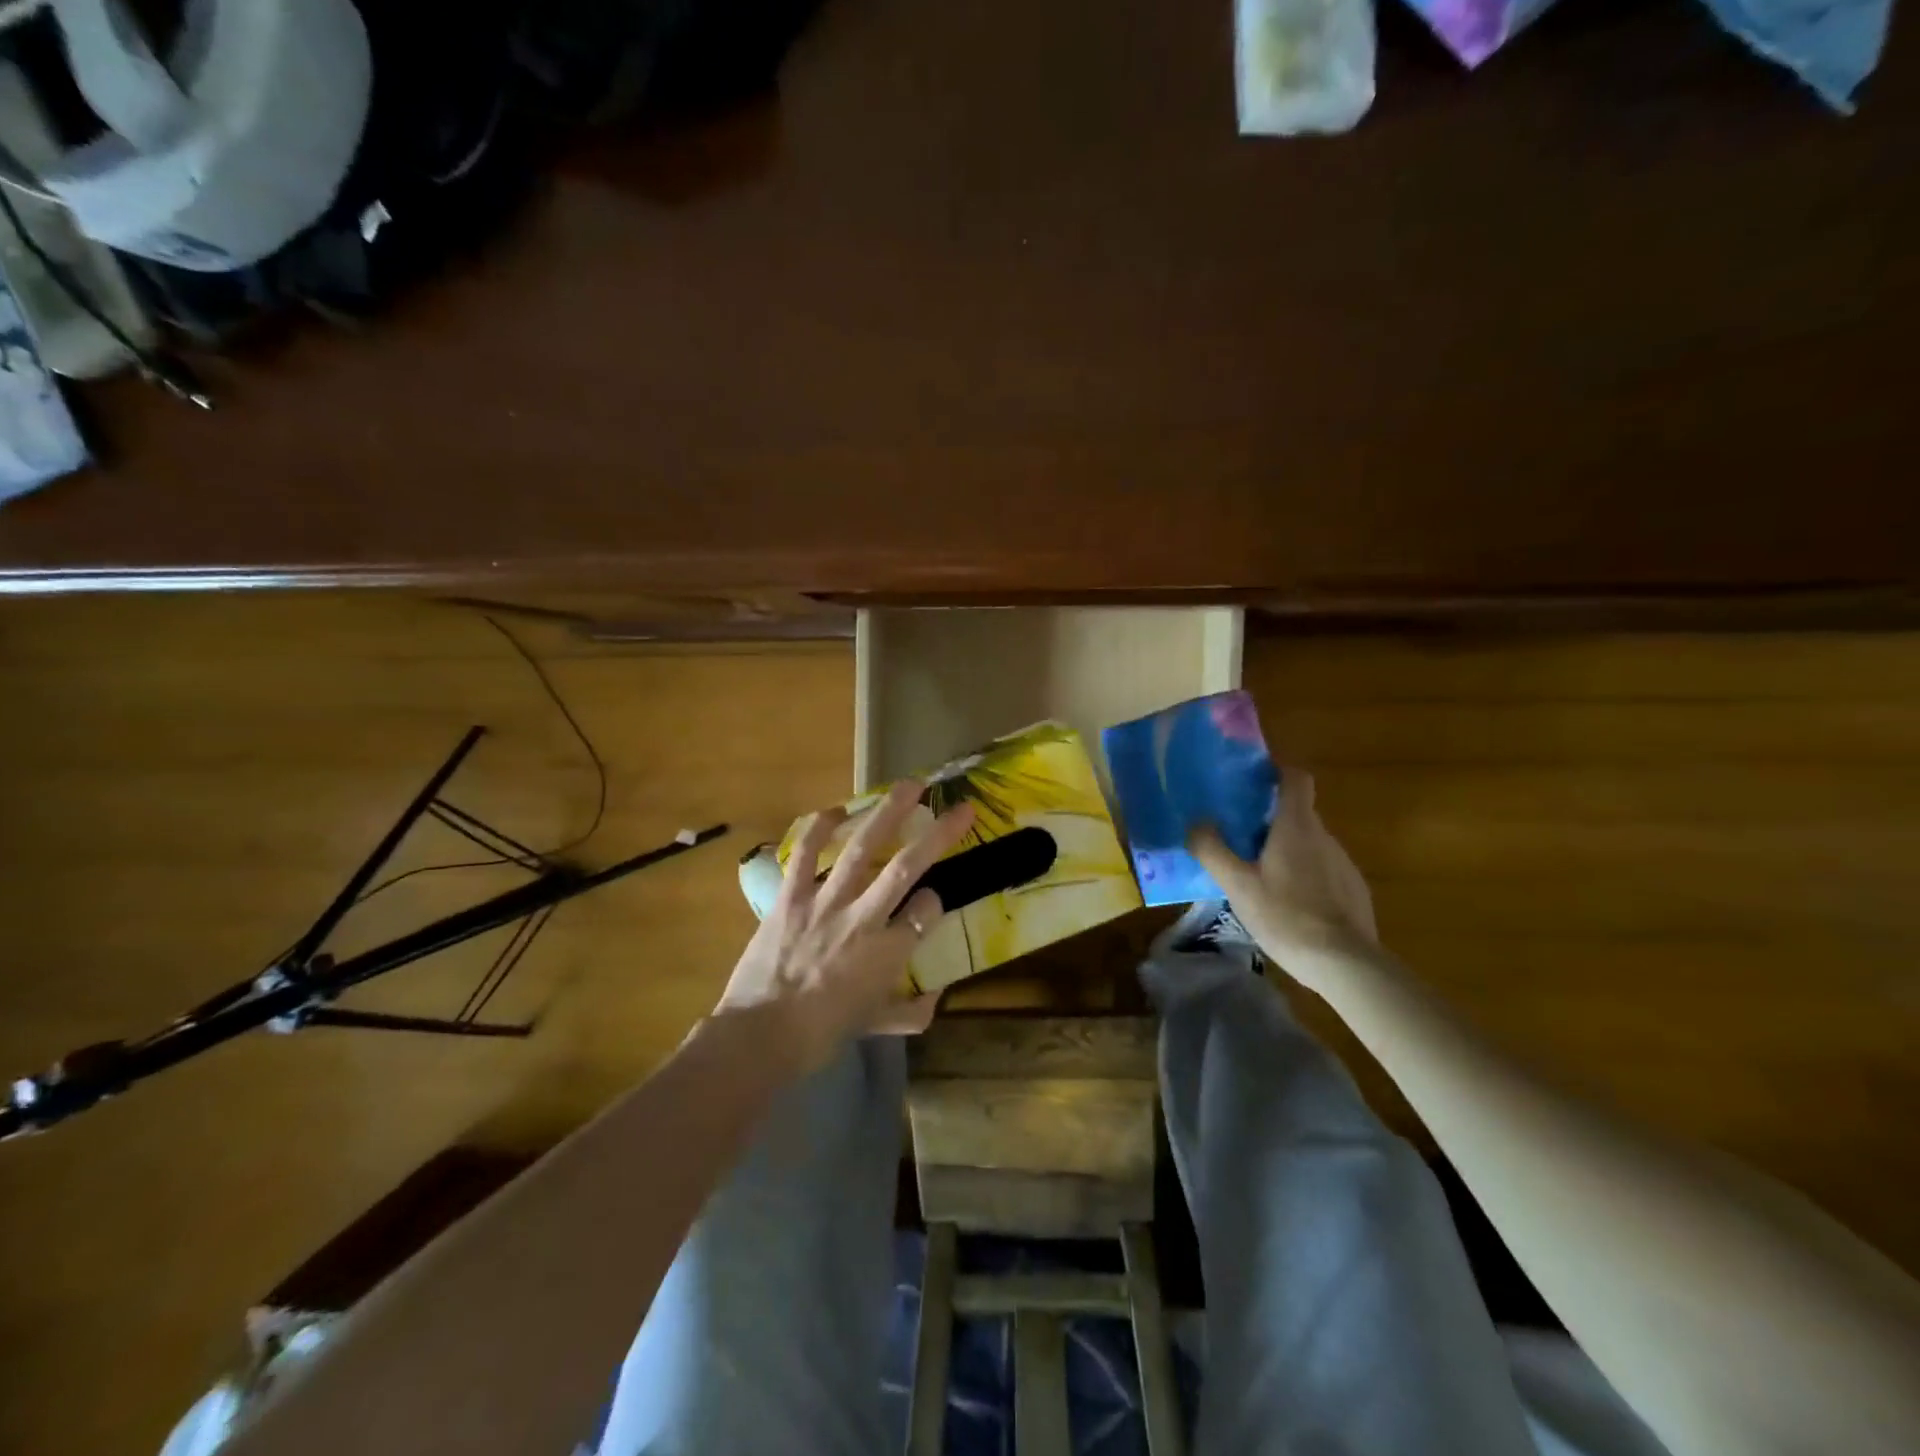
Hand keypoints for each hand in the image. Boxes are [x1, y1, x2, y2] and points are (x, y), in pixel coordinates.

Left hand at [716, 782, 976, 1076]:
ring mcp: (824, 902)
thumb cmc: (820, 1035)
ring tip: (910, 786)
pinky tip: (836, 810)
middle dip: (938, 836)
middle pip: (905, 868)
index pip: (925, 912)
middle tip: (959, 809)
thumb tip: (935, 999)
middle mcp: (862, 919)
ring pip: (861, 850)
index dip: (934, 901)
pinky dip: (818, 830)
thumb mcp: (875, 1026)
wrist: (759, 1036)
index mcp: (887, 953)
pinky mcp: (790, 897)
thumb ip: (910, 1011)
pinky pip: (805, 855)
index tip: (934, 897)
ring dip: (887, 814)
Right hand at [1189, 768, 1377, 986]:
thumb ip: (1213, 850)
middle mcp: (1324, 837)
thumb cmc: (1286, 916)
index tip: (1255, 779)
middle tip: (1241, 837)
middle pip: (1299, 813)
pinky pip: (1324, 869)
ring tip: (1261, 876)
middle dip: (1271, 818)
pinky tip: (1289, 905)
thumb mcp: (1238, 885)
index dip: (1278, 771)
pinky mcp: (1354, 890)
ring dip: (1287, 849)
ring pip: (1310, 843)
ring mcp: (1344, 863)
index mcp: (1296, 827)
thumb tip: (1196, 823)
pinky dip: (1305, 875)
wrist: (1345, 964)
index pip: (1296, 779)